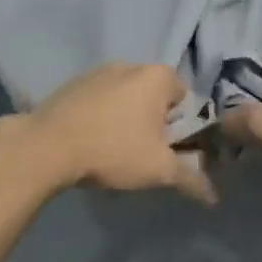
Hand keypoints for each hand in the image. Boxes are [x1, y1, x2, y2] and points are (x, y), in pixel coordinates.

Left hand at [3, 63, 216, 204]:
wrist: (47, 146)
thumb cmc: (113, 149)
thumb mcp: (158, 169)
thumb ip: (190, 179)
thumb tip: (213, 196)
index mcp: (158, 76)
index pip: (184, 98)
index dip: (181, 127)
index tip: (168, 151)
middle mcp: (131, 64)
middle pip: (154, 96)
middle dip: (153, 122)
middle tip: (143, 154)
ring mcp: (99, 71)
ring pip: (125, 97)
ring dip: (126, 119)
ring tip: (113, 151)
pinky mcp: (73, 83)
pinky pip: (99, 100)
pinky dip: (101, 116)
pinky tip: (89, 142)